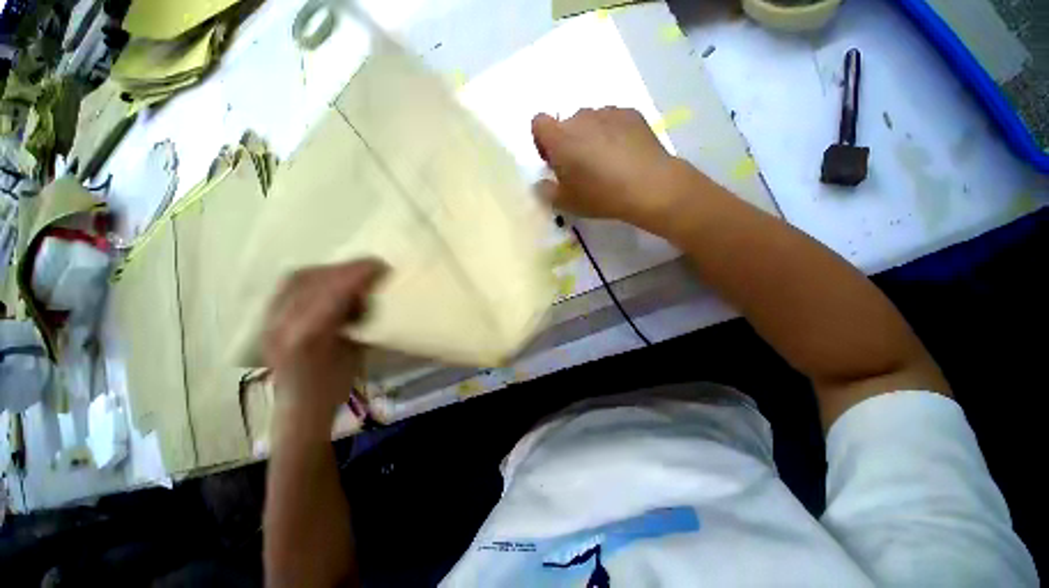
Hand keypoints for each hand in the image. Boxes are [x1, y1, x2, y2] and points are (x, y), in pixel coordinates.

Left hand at [262, 259, 387, 424]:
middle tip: (370, 268)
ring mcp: (268, 321)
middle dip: (344, 268)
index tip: (381, 266)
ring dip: (328, 270)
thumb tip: (367, 293)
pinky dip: (313, 278)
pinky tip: (330, 283)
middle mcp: (281, 324)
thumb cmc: (335, 386)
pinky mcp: (266, 319)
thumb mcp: (355, 352)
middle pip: (309, 279)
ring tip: (351, 274)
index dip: (358, 274)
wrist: (300, 409)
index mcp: (308, 338)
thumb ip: (357, 320)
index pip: (332, 292)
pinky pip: (289, 286)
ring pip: (295, 278)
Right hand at [531, 108, 690, 230]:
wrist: (649, 186)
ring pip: (590, 122)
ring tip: (606, 162)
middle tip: (581, 168)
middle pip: (566, 124)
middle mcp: (581, 117)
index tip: (553, 161)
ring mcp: (608, 112)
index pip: (539, 123)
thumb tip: (541, 183)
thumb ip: (546, 191)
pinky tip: (623, 155)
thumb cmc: (600, 195)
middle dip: (568, 142)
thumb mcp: (566, 203)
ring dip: (590, 137)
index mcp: (560, 137)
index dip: (542, 141)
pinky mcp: (631, 113)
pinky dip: (612, 133)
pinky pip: (612, 121)